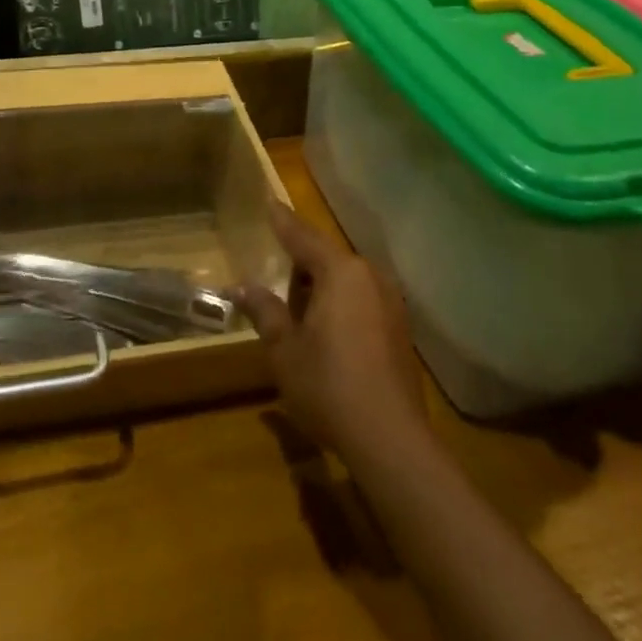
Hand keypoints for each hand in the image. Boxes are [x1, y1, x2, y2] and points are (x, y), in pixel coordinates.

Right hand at [238, 203, 425, 457]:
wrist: (391, 439)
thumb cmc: (329, 386)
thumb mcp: (285, 349)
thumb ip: (265, 311)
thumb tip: (241, 287)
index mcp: (340, 272)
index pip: (303, 237)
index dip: (283, 221)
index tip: (270, 202)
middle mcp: (369, 276)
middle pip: (326, 258)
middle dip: (300, 271)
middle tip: (278, 296)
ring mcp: (390, 301)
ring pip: (345, 281)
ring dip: (321, 291)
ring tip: (300, 323)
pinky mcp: (400, 327)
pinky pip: (362, 301)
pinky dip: (341, 307)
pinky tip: (329, 339)